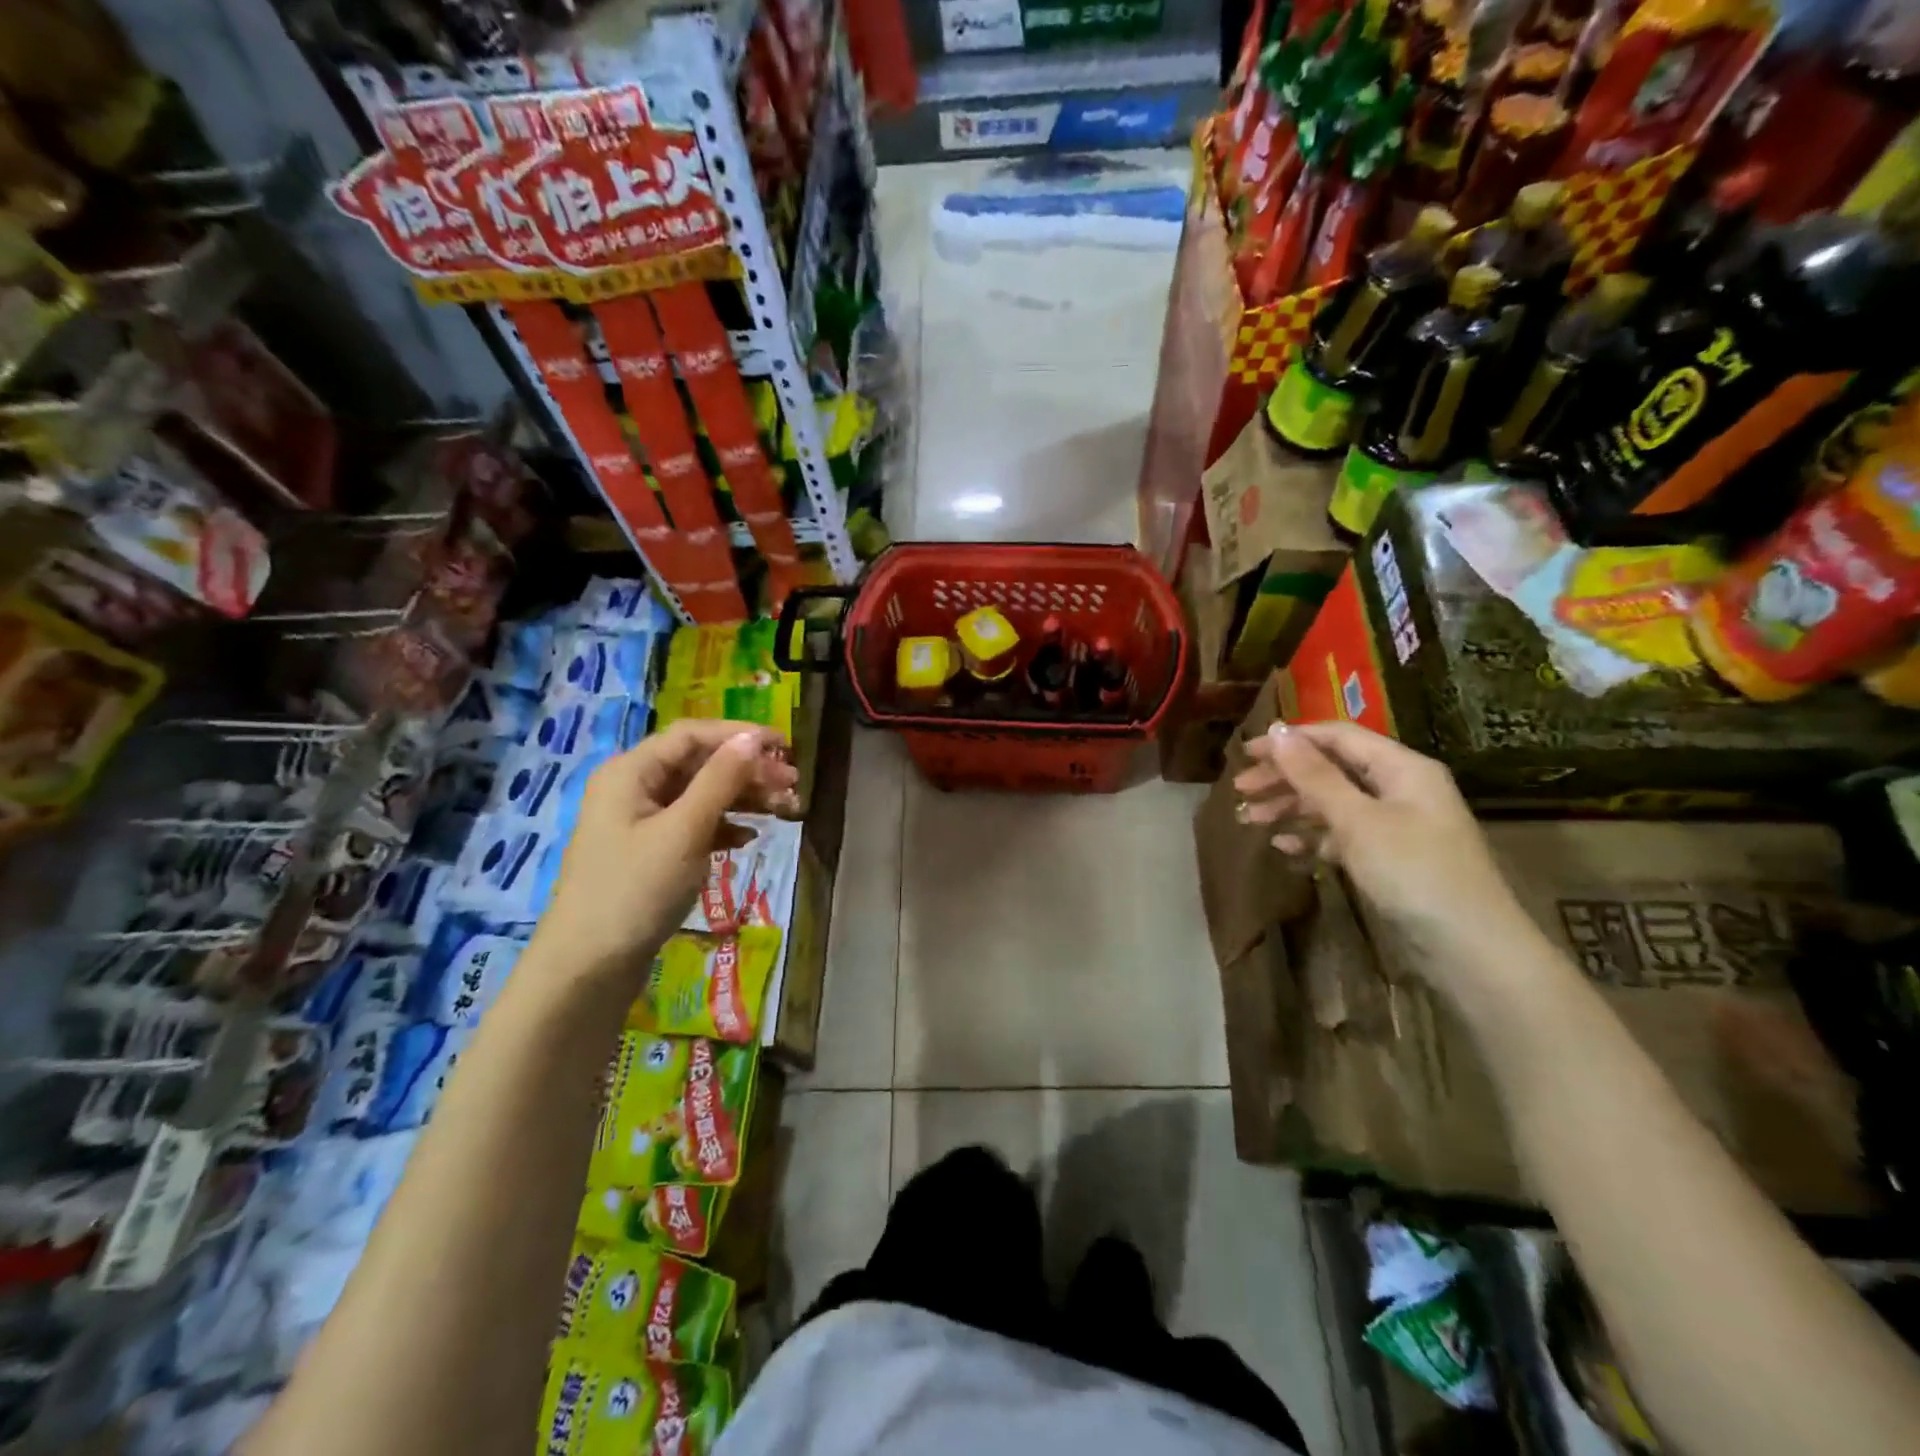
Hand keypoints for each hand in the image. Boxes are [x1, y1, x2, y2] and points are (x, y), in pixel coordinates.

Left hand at [532, 719, 799, 990]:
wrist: (589, 968)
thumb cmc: (636, 890)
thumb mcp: (685, 830)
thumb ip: (721, 780)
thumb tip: (752, 737)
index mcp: (632, 771)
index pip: (693, 735)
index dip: (740, 735)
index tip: (785, 747)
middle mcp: (634, 788)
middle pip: (699, 764)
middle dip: (747, 771)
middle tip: (793, 785)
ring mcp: (641, 822)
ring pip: (701, 795)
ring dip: (742, 798)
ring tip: (784, 810)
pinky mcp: (650, 853)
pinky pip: (694, 824)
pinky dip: (724, 826)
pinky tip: (749, 838)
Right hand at [1232, 720, 1534, 980]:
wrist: (1470, 949)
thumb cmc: (1414, 872)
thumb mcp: (1358, 820)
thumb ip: (1315, 776)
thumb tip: (1277, 731)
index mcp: (1401, 768)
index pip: (1338, 737)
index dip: (1290, 741)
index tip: (1245, 754)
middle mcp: (1399, 788)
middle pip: (1332, 769)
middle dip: (1284, 778)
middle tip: (1240, 792)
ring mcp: (1396, 825)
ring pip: (1333, 804)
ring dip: (1291, 809)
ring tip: (1249, 821)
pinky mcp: (1390, 858)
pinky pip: (1343, 835)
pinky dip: (1313, 838)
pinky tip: (1284, 848)